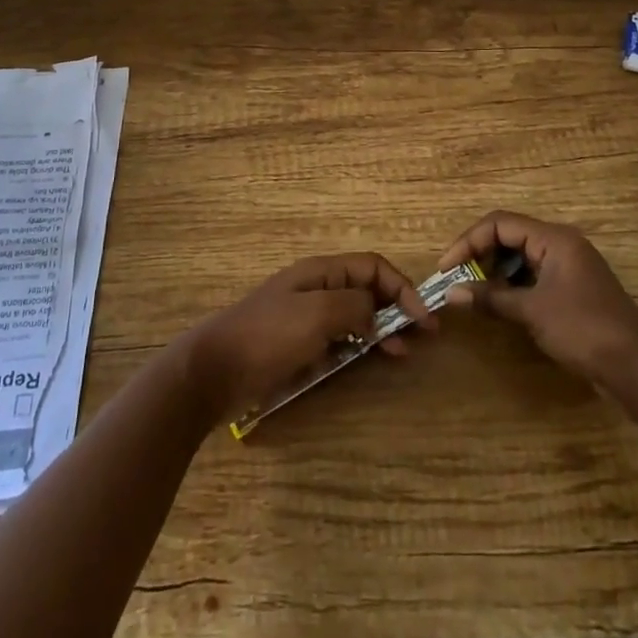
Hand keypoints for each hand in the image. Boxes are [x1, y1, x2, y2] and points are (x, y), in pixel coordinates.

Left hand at [178, 253, 434, 417]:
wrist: (214, 370)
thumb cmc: (268, 336)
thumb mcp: (317, 314)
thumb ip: (355, 306)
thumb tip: (375, 314)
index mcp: (321, 271)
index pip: (373, 267)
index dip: (402, 287)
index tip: (423, 319)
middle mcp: (317, 288)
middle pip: (367, 290)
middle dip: (397, 308)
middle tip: (422, 337)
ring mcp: (307, 318)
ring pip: (355, 316)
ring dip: (381, 329)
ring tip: (400, 353)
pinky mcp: (298, 346)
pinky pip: (338, 340)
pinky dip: (357, 347)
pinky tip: (365, 362)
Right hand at [438, 211, 637, 392]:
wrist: (637, 366)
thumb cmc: (583, 328)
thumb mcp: (532, 312)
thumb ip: (491, 298)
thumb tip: (452, 293)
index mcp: (553, 238)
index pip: (500, 223)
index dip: (469, 242)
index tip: (447, 267)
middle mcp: (561, 244)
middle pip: (510, 236)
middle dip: (480, 255)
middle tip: (458, 280)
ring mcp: (569, 266)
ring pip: (521, 256)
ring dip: (495, 271)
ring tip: (474, 293)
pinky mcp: (572, 288)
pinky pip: (534, 274)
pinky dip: (513, 284)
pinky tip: (500, 304)